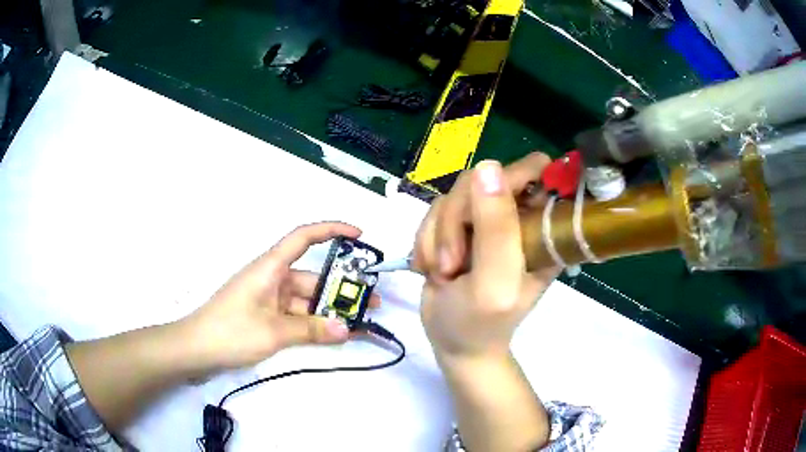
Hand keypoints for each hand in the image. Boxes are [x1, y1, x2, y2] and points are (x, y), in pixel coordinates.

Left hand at [181, 222, 380, 372]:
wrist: (196, 350)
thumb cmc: (231, 331)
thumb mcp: (273, 331)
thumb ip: (311, 330)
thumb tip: (346, 328)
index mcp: (270, 268)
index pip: (303, 237)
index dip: (331, 230)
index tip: (359, 236)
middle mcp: (272, 279)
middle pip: (311, 277)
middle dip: (341, 288)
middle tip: (370, 302)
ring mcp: (269, 300)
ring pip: (306, 300)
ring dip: (329, 311)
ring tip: (359, 323)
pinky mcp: (267, 317)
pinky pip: (297, 316)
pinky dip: (314, 324)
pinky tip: (334, 335)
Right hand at [416, 154, 558, 361]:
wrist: (453, 342)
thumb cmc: (481, 323)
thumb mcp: (495, 282)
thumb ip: (496, 228)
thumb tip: (488, 167)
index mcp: (543, 227)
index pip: (536, 171)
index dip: (511, 179)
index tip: (483, 214)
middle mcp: (518, 216)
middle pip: (483, 179)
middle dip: (458, 220)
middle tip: (453, 263)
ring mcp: (486, 220)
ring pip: (453, 196)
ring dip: (439, 236)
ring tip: (443, 272)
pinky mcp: (459, 226)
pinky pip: (435, 211)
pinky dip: (427, 240)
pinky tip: (431, 268)